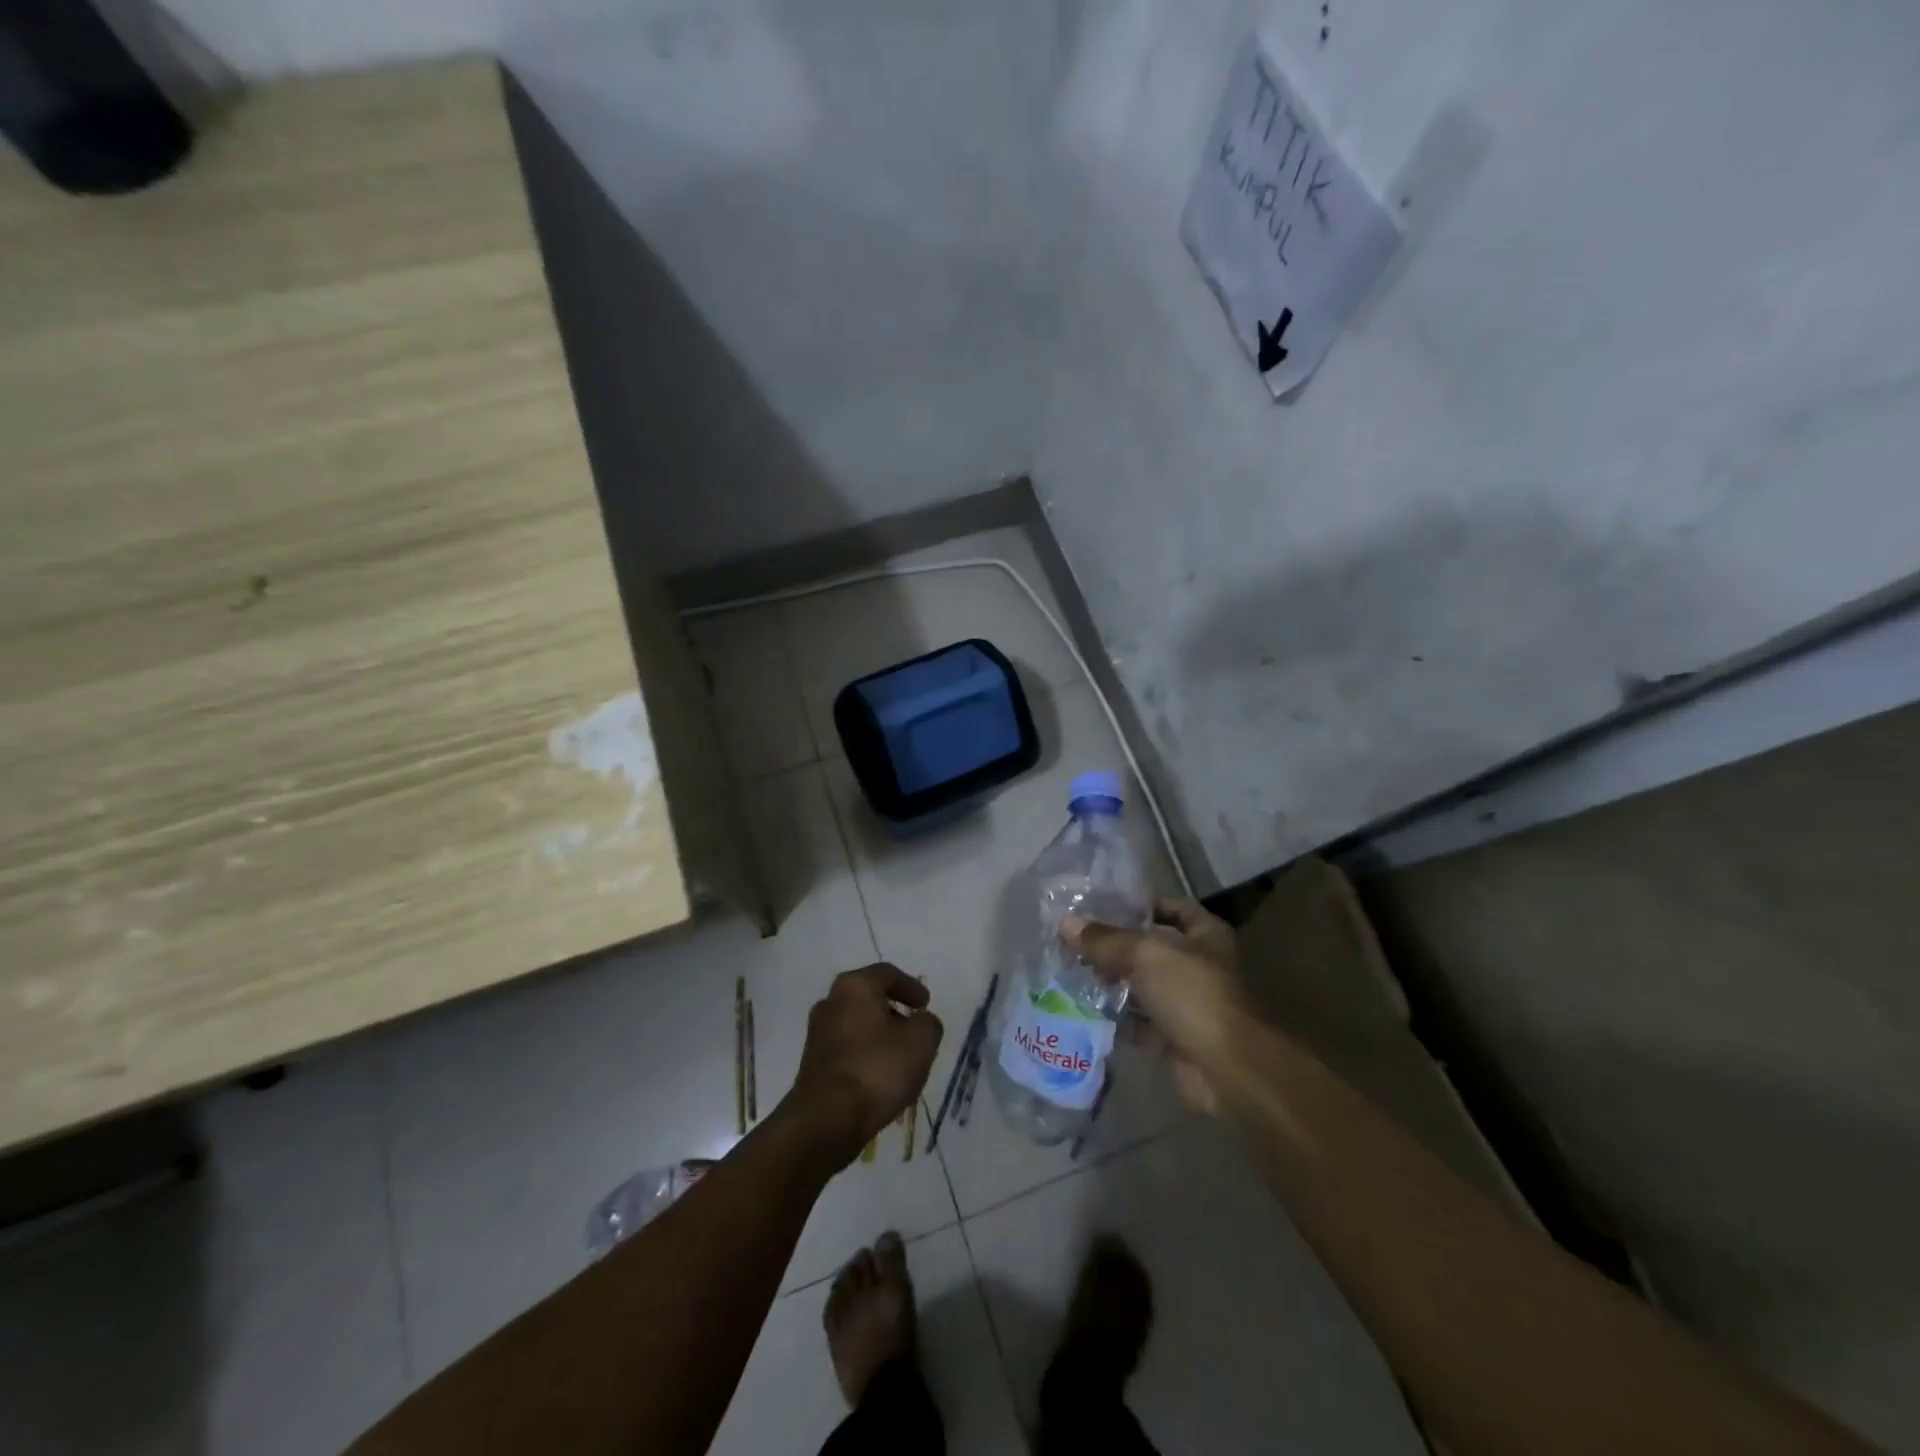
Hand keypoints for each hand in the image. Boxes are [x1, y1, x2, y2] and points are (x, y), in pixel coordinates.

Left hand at [787, 964, 942, 1167]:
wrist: (826, 1121)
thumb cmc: (877, 1070)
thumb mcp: (921, 1041)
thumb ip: (928, 1023)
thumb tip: (921, 1022)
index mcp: (854, 986)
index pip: (888, 974)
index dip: (911, 986)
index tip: (926, 1004)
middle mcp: (830, 1002)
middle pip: (868, 998)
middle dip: (894, 1011)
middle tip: (914, 1028)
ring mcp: (817, 1034)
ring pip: (856, 1025)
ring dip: (879, 1035)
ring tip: (901, 1058)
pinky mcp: (812, 1064)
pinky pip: (846, 1049)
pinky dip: (865, 1055)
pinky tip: (880, 1078)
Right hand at [1063, 898, 1247, 1112]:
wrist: (1225, 1069)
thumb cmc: (1192, 994)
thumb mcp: (1145, 955)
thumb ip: (1105, 939)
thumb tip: (1065, 923)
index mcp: (1205, 935)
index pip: (1172, 907)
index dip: (1140, 904)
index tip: (1101, 904)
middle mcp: (1198, 965)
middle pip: (1151, 948)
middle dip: (1115, 945)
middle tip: (1074, 938)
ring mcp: (1187, 1003)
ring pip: (1142, 985)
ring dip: (1111, 981)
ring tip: (1069, 968)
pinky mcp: (1173, 1037)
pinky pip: (1137, 1021)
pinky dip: (1114, 1017)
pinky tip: (1082, 1007)